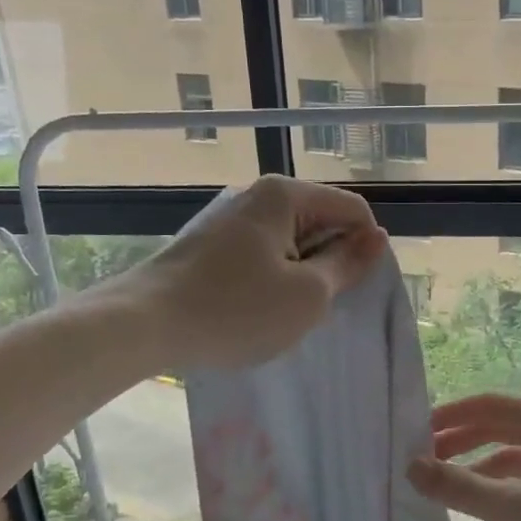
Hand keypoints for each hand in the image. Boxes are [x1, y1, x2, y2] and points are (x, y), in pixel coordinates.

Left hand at [122, 175, 385, 371]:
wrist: (142, 325)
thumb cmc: (235, 310)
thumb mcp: (308, 294)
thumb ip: (348, 263)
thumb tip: (378, 237)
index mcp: (285, 195)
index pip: (352, 209)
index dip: (365, 248)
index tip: (353, 289)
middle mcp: (256, 195)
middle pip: (320, 220)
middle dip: (330, 261)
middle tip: (315, 305)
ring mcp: (228, 218)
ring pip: (290, 241)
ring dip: (300, 274)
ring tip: (283, 311)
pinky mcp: (209, 242)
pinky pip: (261, 253)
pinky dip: (271, 278)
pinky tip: (255, 309)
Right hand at [407, 393, 520, 520]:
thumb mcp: (516, 507)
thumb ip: (460, 487)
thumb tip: (410, 467)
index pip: (487, 403)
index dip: (449, 415)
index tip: (415, 433)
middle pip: (501, 424)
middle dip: (461, 440)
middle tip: (422, 459)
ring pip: (516, 451)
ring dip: (481, 464)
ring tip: (446, 484)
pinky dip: (506, 483)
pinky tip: (489, 504)